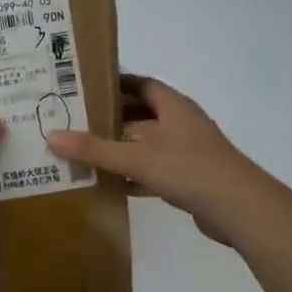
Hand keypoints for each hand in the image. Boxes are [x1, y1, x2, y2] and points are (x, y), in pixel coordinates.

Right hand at [46, 76, 276, 244]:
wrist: (240, 208)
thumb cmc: (188, 169)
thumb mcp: (136, 157)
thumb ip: (94, 149)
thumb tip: (51, 136)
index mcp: (172, 105)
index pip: (139, 83)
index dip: (113, 83)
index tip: (84, 87)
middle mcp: (181, 122)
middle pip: (141, 113)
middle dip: (111, 117)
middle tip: (75, 121)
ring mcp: (188, 151)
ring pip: (147, 143)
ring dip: (121, 147)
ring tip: (85, 151)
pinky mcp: (191, 177)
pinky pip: (155, 169)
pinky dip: (135, 174)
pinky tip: (111, 184)